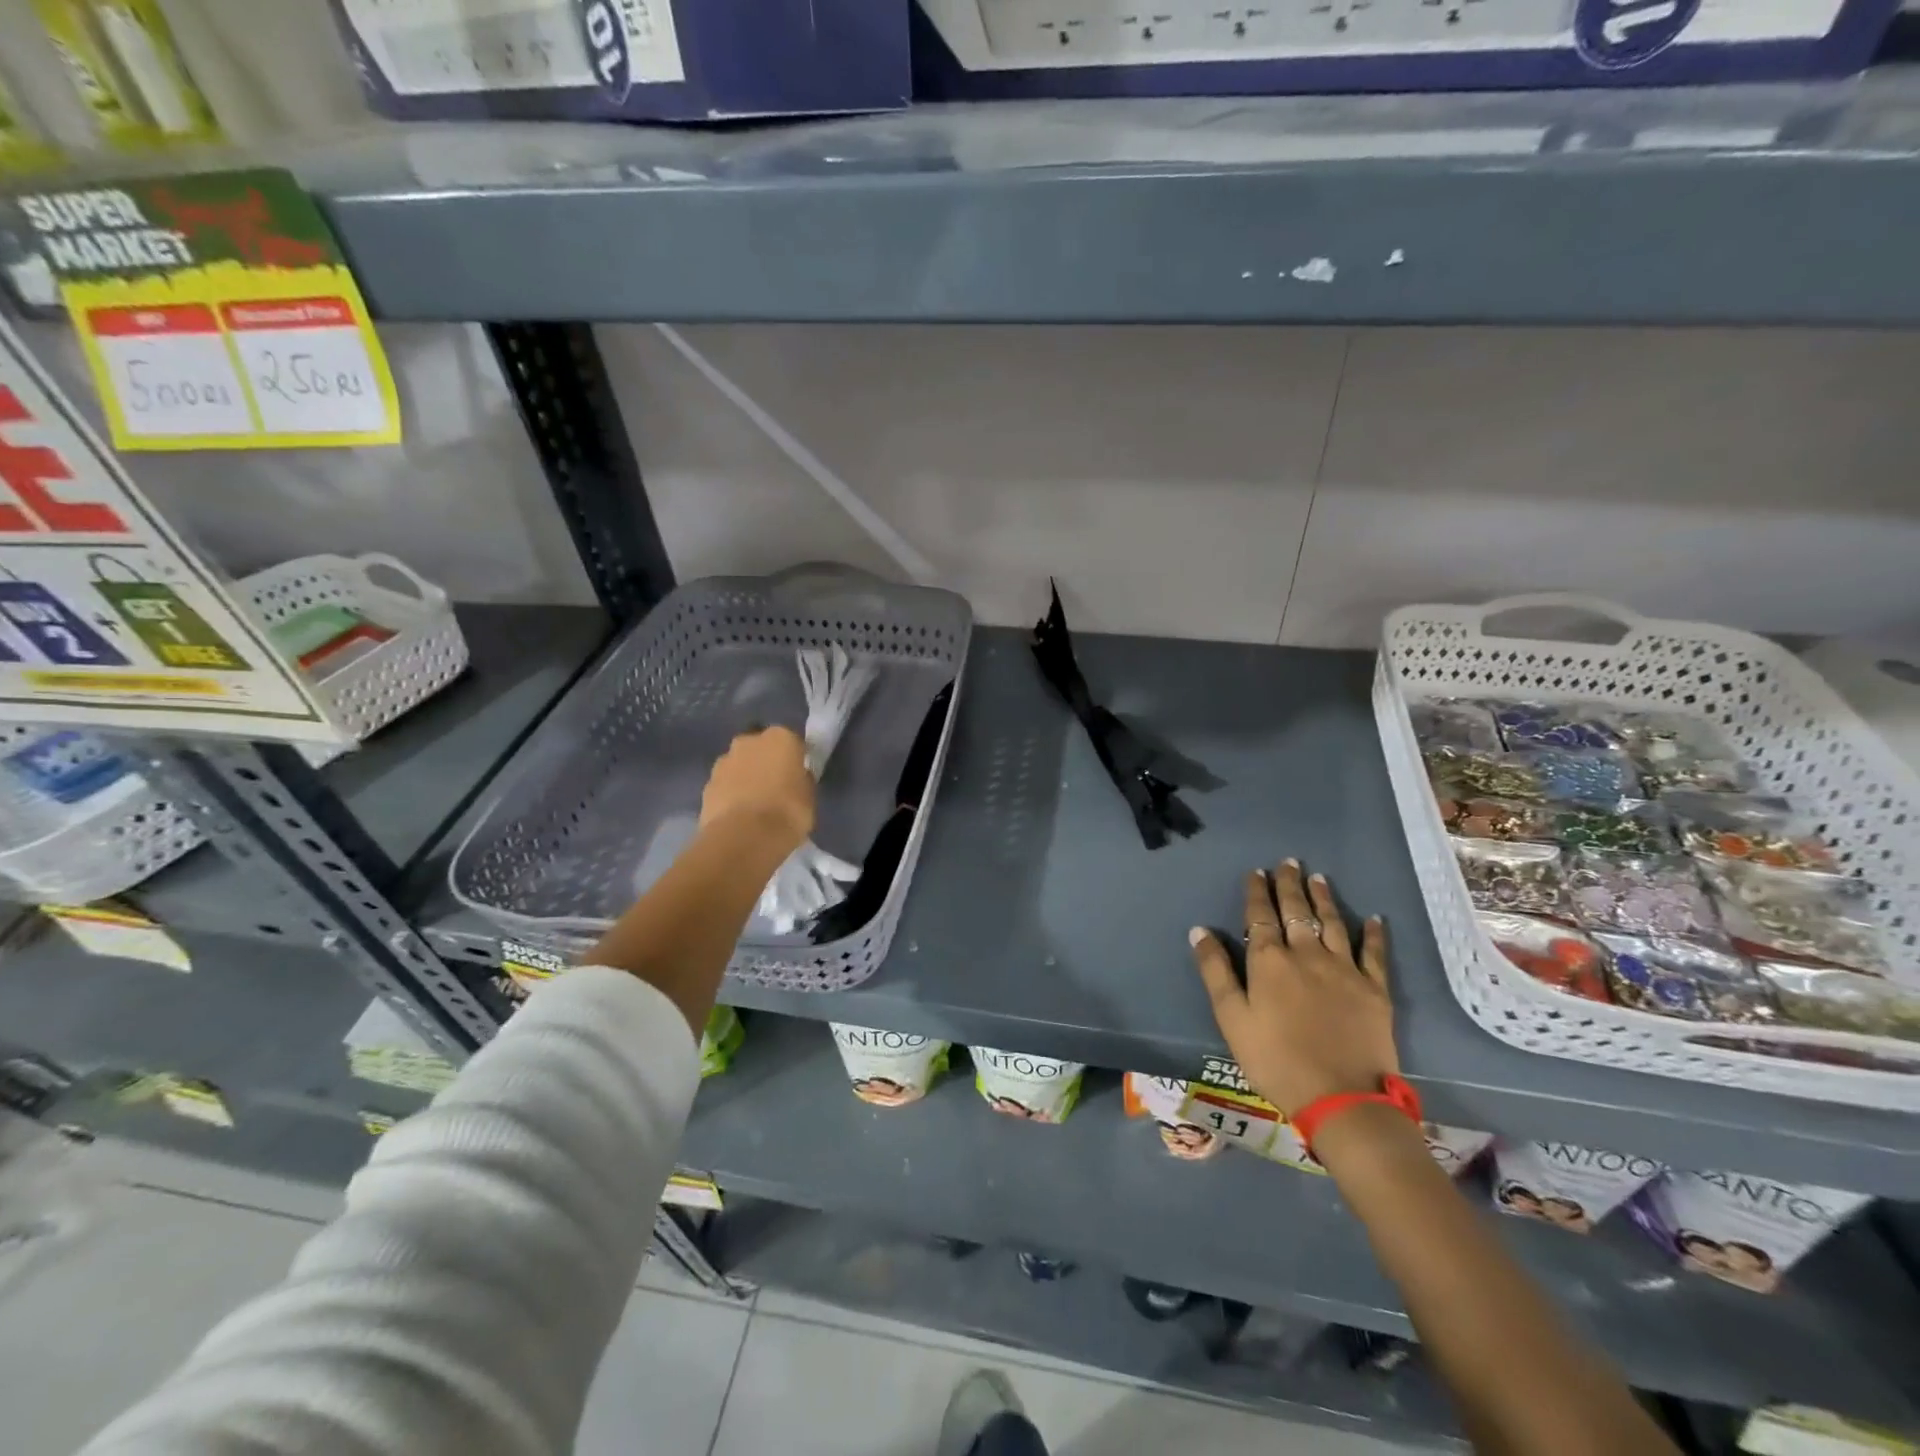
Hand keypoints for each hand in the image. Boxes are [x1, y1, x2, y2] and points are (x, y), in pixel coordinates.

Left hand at [700, 727, 814, 851]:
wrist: (744, 837)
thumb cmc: (787, 812)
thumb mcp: (809, 796)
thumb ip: (801, 780)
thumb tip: (796, 778)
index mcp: (780, 738)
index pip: (792, 742)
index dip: (795, 759)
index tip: (798, 775)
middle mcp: (749, 741)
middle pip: (760, 748)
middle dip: (766, 762)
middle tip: (775, 786)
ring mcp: (724, 761)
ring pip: (739, 764)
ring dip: (746, 777)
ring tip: (755, 804)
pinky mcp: (707, 784)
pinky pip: (725, 785)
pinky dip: (731, 794)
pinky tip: (739, 814)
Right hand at [1189, 859, 1395, 1116]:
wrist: (1341, 1098)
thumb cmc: (1275, 1059)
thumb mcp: (1232, 1018)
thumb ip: (1216, 971)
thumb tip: (1199, 930)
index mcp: (1270, 961)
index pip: (1260, 916)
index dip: (1257, 892)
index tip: (1257, 872)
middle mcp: (1307, 954)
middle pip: (1297, 911)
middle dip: (1290, 885)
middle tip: (1288, 862)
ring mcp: (1345, 969)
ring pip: (1333, 923)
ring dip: (1324, 898)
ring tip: (1318, 878)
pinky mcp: (1375, 989)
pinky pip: (1375, 953)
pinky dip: (1374, 933)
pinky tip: (1374, 918)